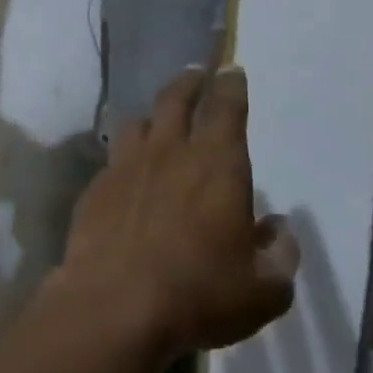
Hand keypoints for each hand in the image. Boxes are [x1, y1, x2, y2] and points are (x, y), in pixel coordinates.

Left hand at [52, 65, 298, 354]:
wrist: (114, 301)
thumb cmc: (199, 293)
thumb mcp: (264, 288)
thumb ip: (278, 254)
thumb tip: (277, 228)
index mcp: (217, 167)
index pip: (226, 111)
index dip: (230, 87)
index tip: (231, 71)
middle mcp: (168, 155)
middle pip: (174, 101)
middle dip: (188, 83)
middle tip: (195, 74)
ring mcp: (124, 167)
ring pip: (136, 123)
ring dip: (152, 115)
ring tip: (158, 119)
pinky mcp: (94, 188)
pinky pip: (113, 158)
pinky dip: (126, 154)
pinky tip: (129, 169)